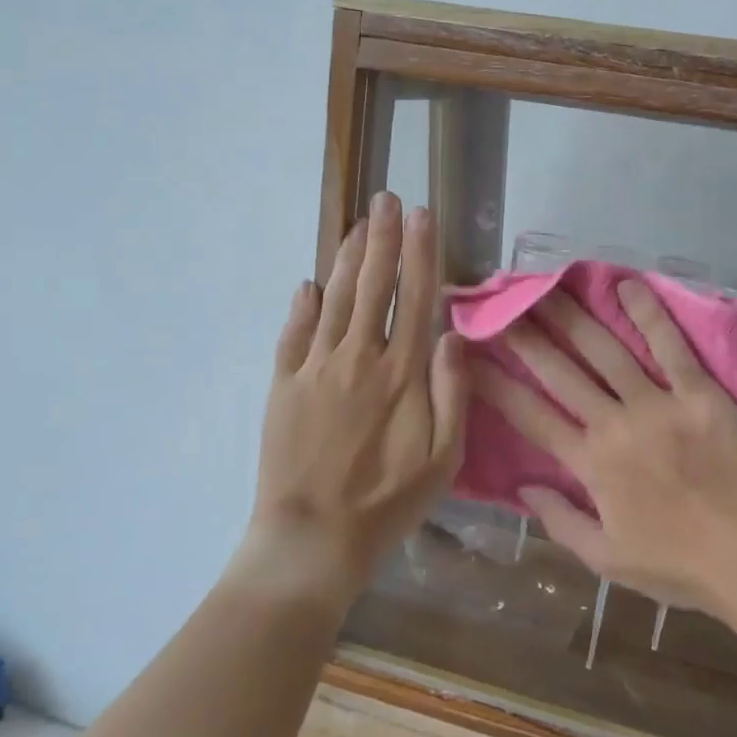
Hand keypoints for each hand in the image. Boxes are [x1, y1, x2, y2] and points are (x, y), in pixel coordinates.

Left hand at [247, 193, 467, 608]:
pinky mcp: (283, 384)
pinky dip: (303, 304)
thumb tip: (454, 335)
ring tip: (357, 223)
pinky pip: (293, 332)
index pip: (416, 297)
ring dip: (348, 258)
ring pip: (335, 298)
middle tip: (385, 199)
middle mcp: (359, 357)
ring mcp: (316, 367)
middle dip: (382, 237)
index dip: (421, 252)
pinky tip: (310, 282)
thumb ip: (453, 393)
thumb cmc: (388, 502)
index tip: (422, 214)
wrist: (312, 538)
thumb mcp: (444, 459)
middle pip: (373, 285)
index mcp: (402, 373)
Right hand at [473, 278, 736, 636]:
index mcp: (591, 465)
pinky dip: (649, 315)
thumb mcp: (608, 561)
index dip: (496, 384)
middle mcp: (617, 425)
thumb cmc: (680, 568)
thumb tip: (523, 488)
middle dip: (526, 336)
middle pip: (562, 371)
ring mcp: (660, 406)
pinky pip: (672, 348)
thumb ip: (561, 521)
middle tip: (503, 305)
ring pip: (608, 351)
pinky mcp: (702, 395)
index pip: (531, 415)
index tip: (472, 357)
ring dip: (575, 316)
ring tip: (549, 288)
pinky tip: (628, 286)